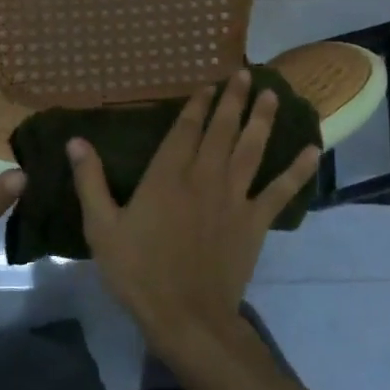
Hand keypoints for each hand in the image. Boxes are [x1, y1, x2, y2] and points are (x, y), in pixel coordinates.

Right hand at [68, 69, 319, 355]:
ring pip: (251, 149)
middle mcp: (204, 176)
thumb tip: (75, 140)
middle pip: (222, 130)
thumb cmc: (138, 272)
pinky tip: (313, 150)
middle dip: (234, 100)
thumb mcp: (102, 227)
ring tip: (273, 94)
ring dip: (262, 120)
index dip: (197, 105)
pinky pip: (280, 190)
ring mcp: (234, 197)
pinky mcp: (255, 221)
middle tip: (246, 74)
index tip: (209, 84)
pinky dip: (297, 170)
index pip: (185, 129)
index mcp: (167, 175)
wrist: (186, 315)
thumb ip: (90, 181)